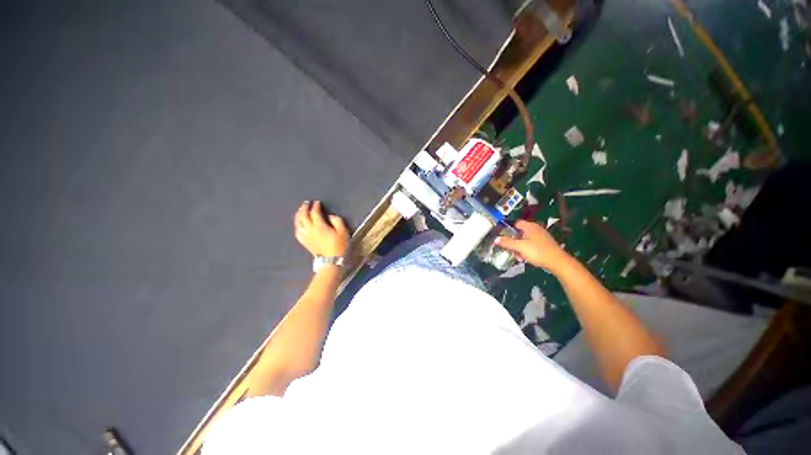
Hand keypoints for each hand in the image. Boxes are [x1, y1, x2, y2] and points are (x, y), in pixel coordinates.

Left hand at [293, 201, 349, 256]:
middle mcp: (310, 229)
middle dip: (304, 208)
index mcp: (319, 226)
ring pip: (298, 223)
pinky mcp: (304, 242)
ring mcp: (306, 236)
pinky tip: (298, 224)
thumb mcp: (343, 231)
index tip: (317, 202)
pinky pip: (297, 231)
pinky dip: (297, 225)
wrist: (331, 261)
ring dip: (298, 215)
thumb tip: (329, 216)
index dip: (315, 206)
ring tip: (301, 210)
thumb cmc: (339, 245)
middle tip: (307, 203)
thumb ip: (337, 220)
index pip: (315, 213)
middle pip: (303, 216)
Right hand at [495, 220, 572, 272]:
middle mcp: (535, 229)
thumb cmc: (537, 252)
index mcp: (530, 226)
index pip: (515, 223)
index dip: (507, 228)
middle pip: (519, 232)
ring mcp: (540, 236)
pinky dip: (526, 250)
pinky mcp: (544, 244)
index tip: (501, 235)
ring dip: (519, 247)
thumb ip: (507, 243)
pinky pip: (531, 244)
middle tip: (509, 249)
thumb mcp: (520, 247)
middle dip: (513, 241)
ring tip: (518, 256)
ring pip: (524, 240)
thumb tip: (495, 239)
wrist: (557, 262)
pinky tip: (525, 258)